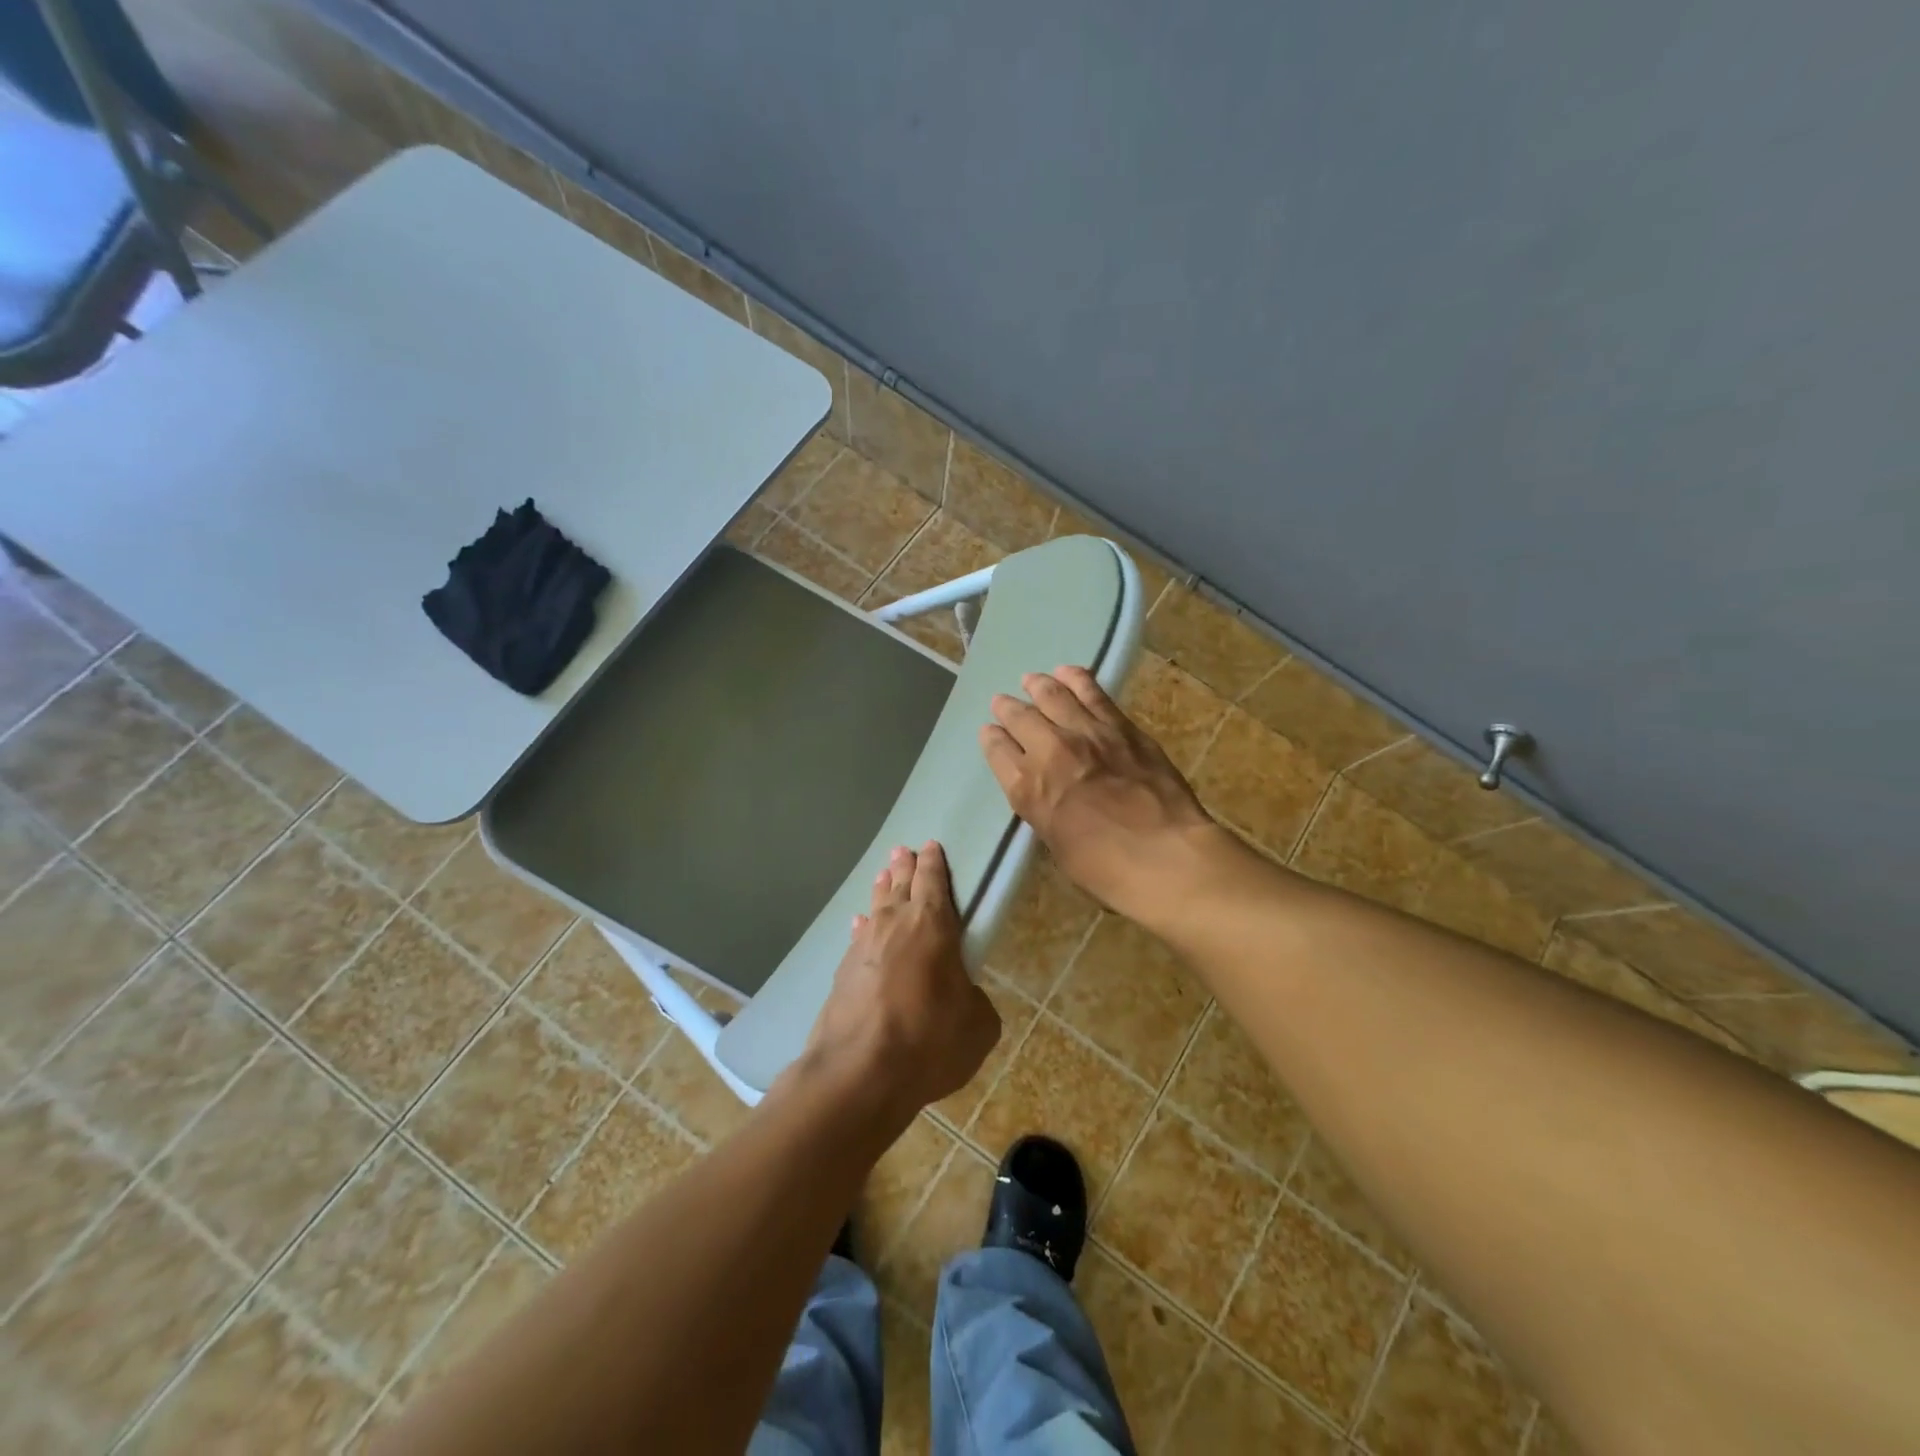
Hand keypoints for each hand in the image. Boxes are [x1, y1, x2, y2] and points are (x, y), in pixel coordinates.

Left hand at [804, 842, 1000, 1117]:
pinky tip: (860, 925)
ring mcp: (863, 947)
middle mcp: (895, 925)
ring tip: (884, 876)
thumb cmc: (928, 1041)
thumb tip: (964, 995)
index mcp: (933, 926)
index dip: (934, 862)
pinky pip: (858, 937)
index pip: (933, 881)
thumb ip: (975, 1000)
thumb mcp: (978, 1026)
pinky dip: (863, 927)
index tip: (930, 845)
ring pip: (875, 907)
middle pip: (900, 885)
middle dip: (904, 866)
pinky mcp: (842, 973)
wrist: (859, 1073)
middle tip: (903, 850)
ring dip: (882, 890)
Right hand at [980, 665, 1226, 917]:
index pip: (998, 752)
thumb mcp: (1058, 845)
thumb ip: (1046, 811)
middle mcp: (1049, 752)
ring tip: (1031, 679)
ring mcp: (1086, 734)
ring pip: (1053, 696)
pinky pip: (1092, 693)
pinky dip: (1076, 679)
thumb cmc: (1107, 868)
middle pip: (1020, 718)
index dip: (992, 739)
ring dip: (1038, 685)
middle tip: (1002, 702)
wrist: (1164, 854)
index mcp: (1027, 790)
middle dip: (1007, 708)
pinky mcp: (1120, 726)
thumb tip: (1048, 793)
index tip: (990, 731)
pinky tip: (1068, 672)